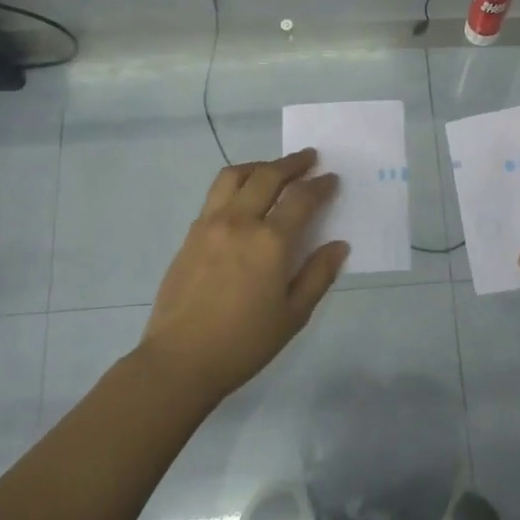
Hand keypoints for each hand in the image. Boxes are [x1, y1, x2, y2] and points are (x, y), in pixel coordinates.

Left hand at [137, 149, 347, 404]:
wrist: (180, 360)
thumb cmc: (244, 343)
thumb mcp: (293, 314)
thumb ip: (318, 274)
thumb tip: (338, 245)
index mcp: (270, 242)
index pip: (301, 199)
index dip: (320, 185)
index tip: (332, 179)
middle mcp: (240, 222)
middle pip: (267, 176)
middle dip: (292, 163)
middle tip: (309, 158)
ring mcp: (210, 224)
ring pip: (235, 176)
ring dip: (259, 166)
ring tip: (273, 169)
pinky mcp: (191, 234)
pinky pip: (216, 195)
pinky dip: (236, 184)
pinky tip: (244, 198)